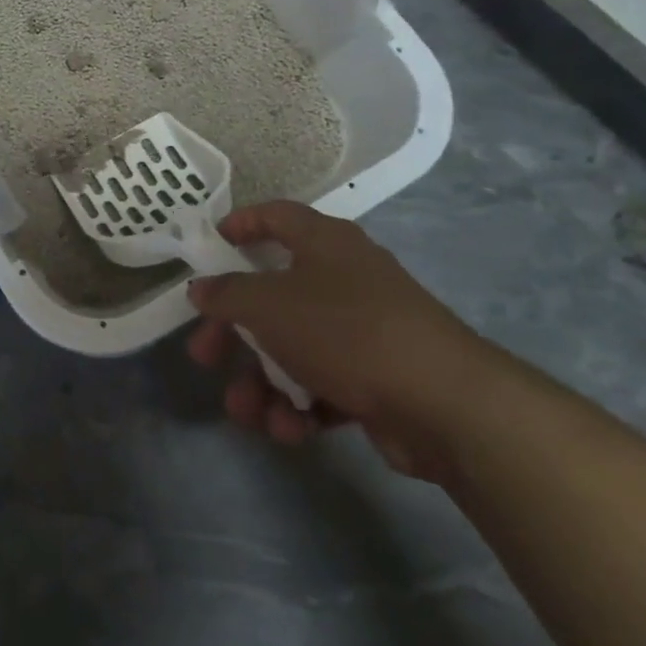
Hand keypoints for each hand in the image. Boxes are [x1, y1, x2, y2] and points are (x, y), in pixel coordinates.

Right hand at [186, 200, 519, 480]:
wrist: (444, 403)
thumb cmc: (345, 331)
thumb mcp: (269, 305)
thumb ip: (227, 294)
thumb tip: (201, 289)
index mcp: (324, 244)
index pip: (278, 217)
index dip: (242, 224)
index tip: (211, 245)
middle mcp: (344, 279)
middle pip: (272, 297)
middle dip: (233, 332)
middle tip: (204, 355)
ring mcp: (362, 331)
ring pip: (292, 349)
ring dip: (260, 383)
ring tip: (246, 413)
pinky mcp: (376, 379)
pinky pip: (322, 384)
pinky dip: (299, 405)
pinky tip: (289, 429)